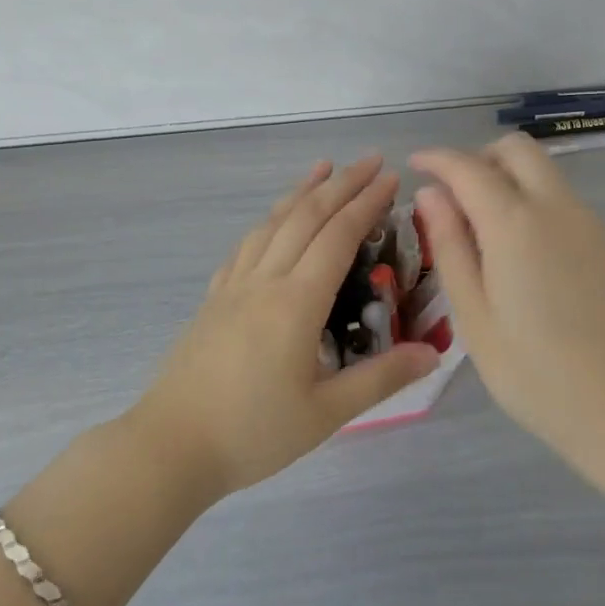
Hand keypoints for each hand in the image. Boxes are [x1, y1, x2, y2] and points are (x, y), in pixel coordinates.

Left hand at [133, 157, 439, 497]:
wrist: (172, 445)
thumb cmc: (253, 432)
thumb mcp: (326, 414)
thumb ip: (380, 379)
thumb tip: (432, 353)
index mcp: (296, 302)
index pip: (338, 237)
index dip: (365, 203)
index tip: (390, 179)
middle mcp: (265, 280)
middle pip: (306, 217)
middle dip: (341, 184)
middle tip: (370, 160)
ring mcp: (234, 286)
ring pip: (271, 223)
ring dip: (301, 191)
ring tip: (323, 167)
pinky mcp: (214, 298)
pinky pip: (246, 245)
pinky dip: (268, 220)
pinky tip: (272, 220)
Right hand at [411, 134, 604, 469]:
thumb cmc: (537, 373)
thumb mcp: (475, 316)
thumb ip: (450, 247)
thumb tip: (430, 195)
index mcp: (514, 224)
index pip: (467, 166)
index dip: (436, 159)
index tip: (415, 166)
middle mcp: (555, 208)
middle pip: (516, 149)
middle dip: (479, 157)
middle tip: (454, 196)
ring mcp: (590, 223)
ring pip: (544, 172)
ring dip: (508, 179)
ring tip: (483, 232)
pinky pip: (563, 200)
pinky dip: (534, 202)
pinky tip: (523, 256)